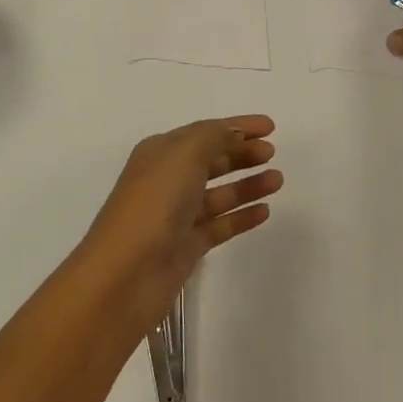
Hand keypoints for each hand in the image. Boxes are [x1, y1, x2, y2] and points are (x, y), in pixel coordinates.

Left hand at [77, 115, 281, 330]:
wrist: (125, 275)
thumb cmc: (153, 205)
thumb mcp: (183, 155)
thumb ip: (213, 137)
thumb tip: (234, 134)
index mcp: (161, 153)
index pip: (205, 131)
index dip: (237, 126)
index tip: (270, 126)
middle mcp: (168, 180)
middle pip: (212, 160)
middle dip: (242, 153)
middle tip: (272, 152)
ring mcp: (177, 215)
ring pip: (219, 193)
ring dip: (248, 184)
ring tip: (278, 180)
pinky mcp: (187, 246)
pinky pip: (221, 224)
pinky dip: (242, 216)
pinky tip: (265, 211)